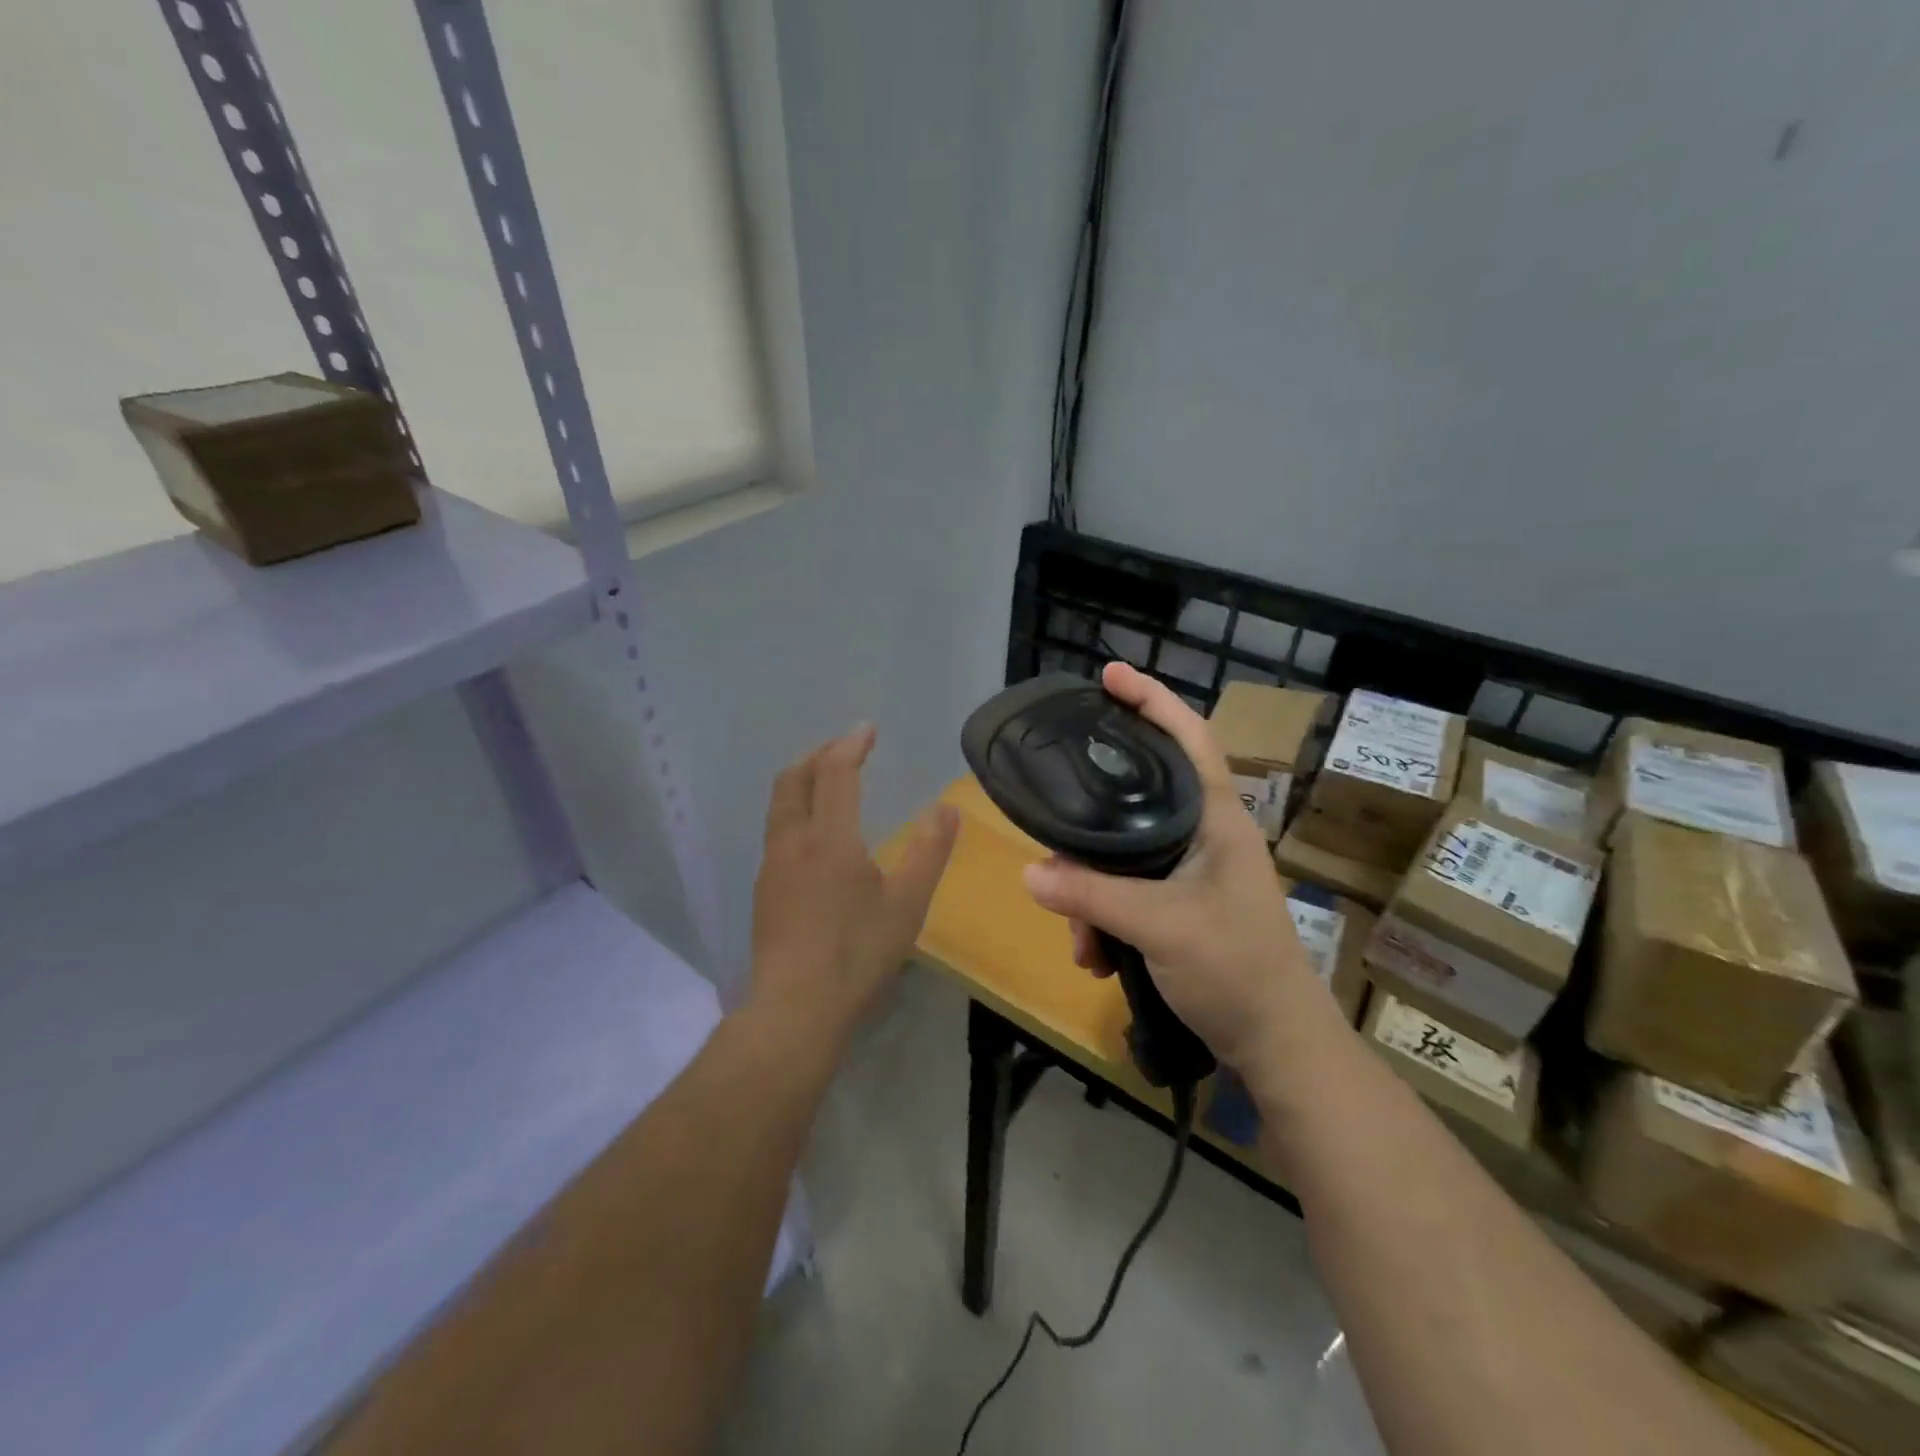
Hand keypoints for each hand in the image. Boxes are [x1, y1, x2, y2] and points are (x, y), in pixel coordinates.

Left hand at [748, 724, 959, 1051]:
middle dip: (818, 755)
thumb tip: (947, 808)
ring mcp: (772, 866)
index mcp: (829, 839)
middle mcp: (793, 842)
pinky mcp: (764, 890)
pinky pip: (777, 829)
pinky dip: (795, 808)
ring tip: (828, 782)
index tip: (867, 730)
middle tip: (845, 749)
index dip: (850, 746)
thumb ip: (929, 851)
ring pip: (780, 804)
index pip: (835, 774)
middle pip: (794, 779)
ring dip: (802, 780)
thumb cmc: (857, 955)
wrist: (795, 1010)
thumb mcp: (907, 904)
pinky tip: (814, 833)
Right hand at [1022, 663, 1330, 1069]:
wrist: (1277, 1047)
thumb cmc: (1236, 970)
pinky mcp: (1181, 907)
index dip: (1152, 699)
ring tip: (1084, 945)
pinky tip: (1098, 960)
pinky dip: (1105, 922)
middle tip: (1057, 842)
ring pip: (1122, 858)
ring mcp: (1193, 873)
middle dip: (1091, 834)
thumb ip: (1092, 896)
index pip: (1189, 737)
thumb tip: (1029, 873)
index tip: (1110, 674)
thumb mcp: (1159, 927)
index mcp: (1216, 819)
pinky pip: (1126, 894)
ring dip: (1092, 898)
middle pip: (1136, 801)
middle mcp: (1204, 835)